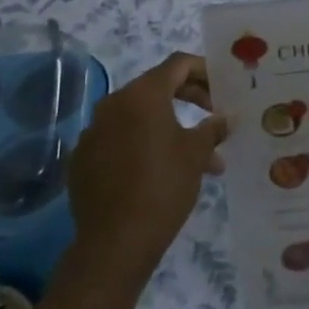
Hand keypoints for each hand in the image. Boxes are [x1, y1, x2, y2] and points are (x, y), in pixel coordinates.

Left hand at [67, 53, 228, 286]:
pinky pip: (119, 140)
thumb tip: (224, 118)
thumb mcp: (196, 154)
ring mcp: (93, 132)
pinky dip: (142, 146)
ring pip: (140, 118)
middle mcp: (113, 104)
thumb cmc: (163, 187)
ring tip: (198, 159)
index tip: (222, 87)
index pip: (178, 64)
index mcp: (142, 95)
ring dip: (170, 128)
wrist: (114, 243)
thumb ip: (212, 128)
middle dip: (190, 99)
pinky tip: (160, 172)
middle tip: (213, 116)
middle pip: (157, 88)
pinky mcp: (83, 159)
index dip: (204, 70)